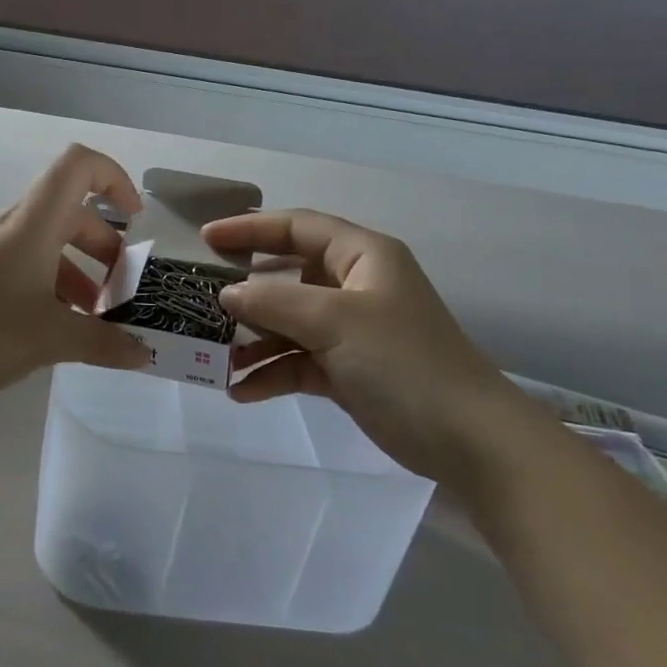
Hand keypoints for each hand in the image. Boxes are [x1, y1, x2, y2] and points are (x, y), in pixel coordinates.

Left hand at [0, 145, 151, 398]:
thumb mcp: (51, 339)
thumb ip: (103, 344)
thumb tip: (144, 354)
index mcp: (33, 223)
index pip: (78, 166)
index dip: (114, 178)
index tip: (135, 218)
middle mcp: (9, 225)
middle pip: (68, 213)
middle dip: (102, 247)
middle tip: (119, 292)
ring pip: (43, 244)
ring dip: (75, 273)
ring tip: (89, 320)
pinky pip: (20, 265)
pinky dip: (46, 286)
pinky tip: (48, 329)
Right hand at [205, 209, 533, 483]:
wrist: (466, 439)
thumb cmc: (403, 361)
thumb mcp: (335, 321)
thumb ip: (274, 302)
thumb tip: (226, 294)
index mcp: (362, 257)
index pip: (298, 227)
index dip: (251, 229)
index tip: (205, 239)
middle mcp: (354, 287)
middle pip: (287, 276)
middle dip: (244, 290)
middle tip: (199, 298)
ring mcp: (350, 332)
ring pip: (287, 324)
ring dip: (251, 340)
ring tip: (213, 357)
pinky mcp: (347, 371)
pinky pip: (296, 362)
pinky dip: (270, 374)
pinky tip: (240, 391)